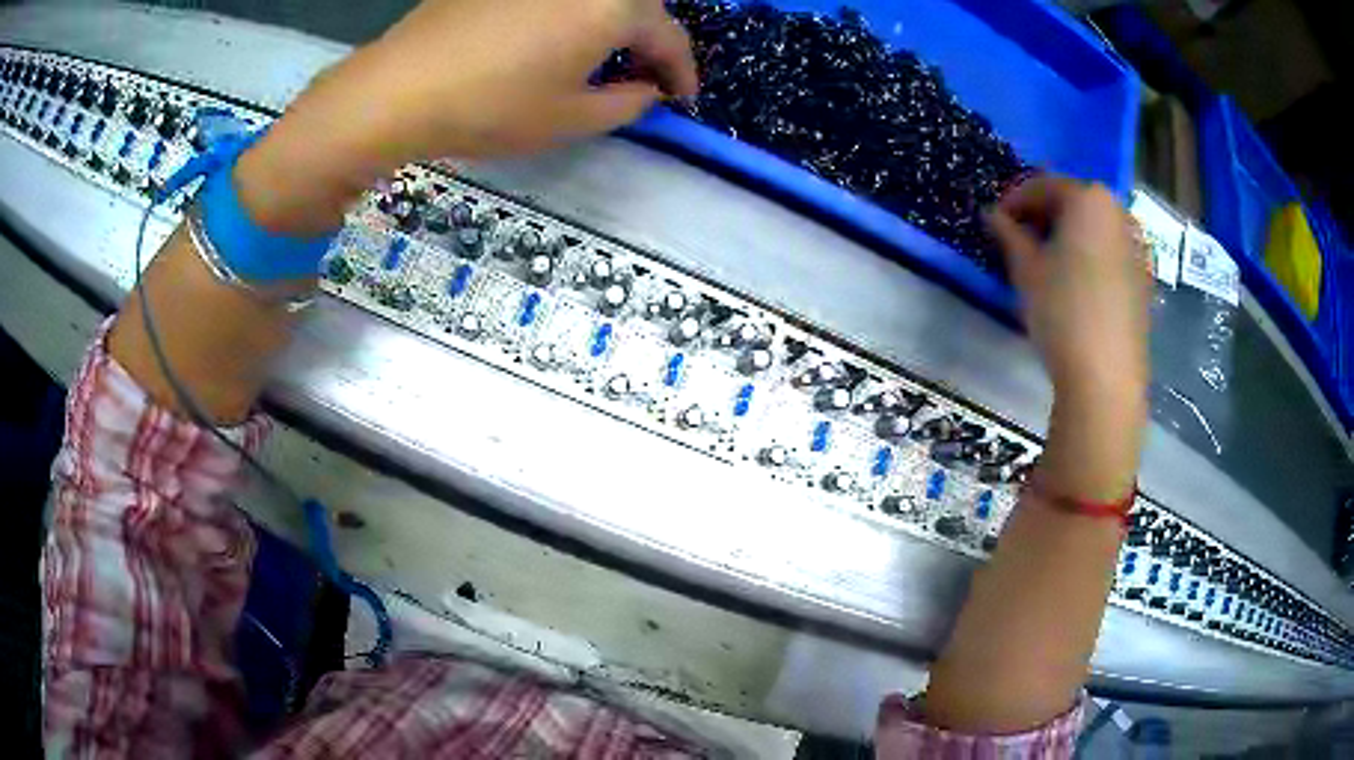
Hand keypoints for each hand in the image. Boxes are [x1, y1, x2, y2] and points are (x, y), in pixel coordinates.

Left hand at [235, 0, 697, 233]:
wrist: (398, 88)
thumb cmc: (491, 106)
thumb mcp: (570, 119)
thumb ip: (626, 104)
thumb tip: (645, 91)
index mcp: (613, 6)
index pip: (668, 36)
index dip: (682, 72)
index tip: (683, 100)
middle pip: (636, 7)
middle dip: (649, 42)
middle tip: (643, 79)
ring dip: (612, 26)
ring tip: (602, 61)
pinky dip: (572, 16)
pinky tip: (555, 40)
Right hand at [985, 175, 1149, 499]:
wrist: (1107, 376)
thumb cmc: (1063, 311)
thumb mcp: (1026, 270)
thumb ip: (1008, 234)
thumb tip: (993, 215)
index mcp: (1089, 199)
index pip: (1044, 186)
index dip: (1015, 200)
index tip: (995, 221)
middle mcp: (1119, 212)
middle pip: (1074, 202)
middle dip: (1044, 215)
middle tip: (1020, 239)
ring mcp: (1137, 246)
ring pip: (1094, 228)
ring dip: (1068, 235)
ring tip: (1047, 261)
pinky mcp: (1144, 278)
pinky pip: (1111, 252)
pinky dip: (1090, 255)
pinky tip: (1075, 282)